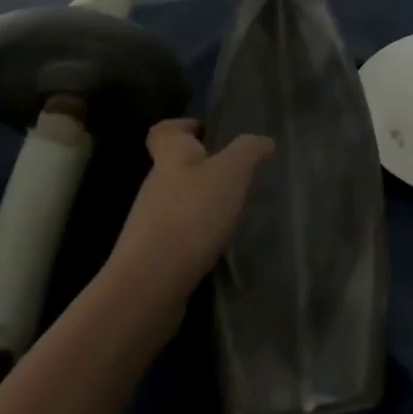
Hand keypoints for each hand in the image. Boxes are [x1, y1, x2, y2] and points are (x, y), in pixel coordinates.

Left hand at [104, 119, 273, 318]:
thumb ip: (249, 150)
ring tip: (236, 211)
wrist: (149, 288)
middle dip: (204, 168)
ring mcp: (151, 224)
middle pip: (176, 167)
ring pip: (180, 202)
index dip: (183, 126)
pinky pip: (180, 235)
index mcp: (171, 157)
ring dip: (204, 204)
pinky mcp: (154, 257)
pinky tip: (222, 245)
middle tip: (239, 174)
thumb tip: (263, 141)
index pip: (164, 131)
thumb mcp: (231, 171)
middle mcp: (156, 186)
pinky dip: (199, 236)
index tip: (208, 132)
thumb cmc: (191, 215)